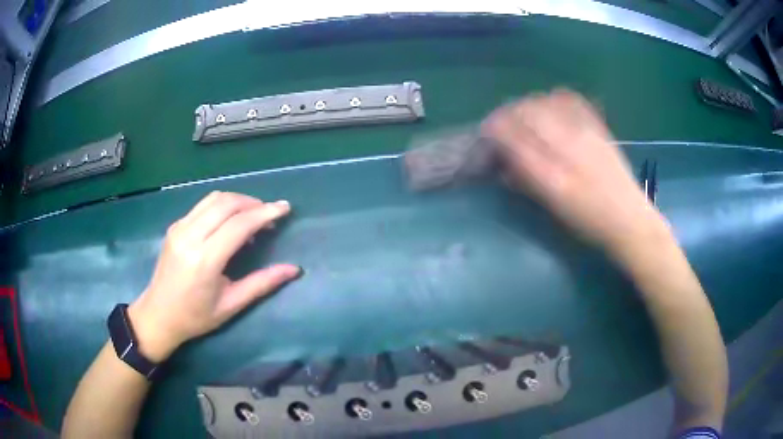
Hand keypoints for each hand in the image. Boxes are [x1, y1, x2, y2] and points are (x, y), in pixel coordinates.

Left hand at [127, 191, 300, 361]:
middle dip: (253, 203)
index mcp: (204, 259)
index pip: (239, 224)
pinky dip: (223, 205)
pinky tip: (230, 221)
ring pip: (214, 198)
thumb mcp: (232, 305)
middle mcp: (190, 236)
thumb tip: (294, 269)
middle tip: (271, 214)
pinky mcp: (175, 226)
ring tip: (253, 215)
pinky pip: (203, 205)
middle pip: (227, 203)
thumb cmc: (196, 316)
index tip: (285, 207)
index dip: (265, 213)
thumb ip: (262, 283)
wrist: (158, 314)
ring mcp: (179, 228)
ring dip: (238, 200)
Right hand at [482, 89, 666, 251]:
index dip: (493, 130)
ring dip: (527, 105)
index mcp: (552, 176)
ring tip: (523, 115)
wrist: (629, 219)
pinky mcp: (599, 127)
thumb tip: (505, 162)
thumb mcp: (553, 209)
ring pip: (545, 102)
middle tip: (501, 125)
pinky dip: (553, 98)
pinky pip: (571, 99)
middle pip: (526, 113)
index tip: (486, 133)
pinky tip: (549, 104)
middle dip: (506, 114)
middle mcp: (567, 148)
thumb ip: (526, 181)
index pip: (512, 137)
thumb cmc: (588, 223)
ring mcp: (585, 133)